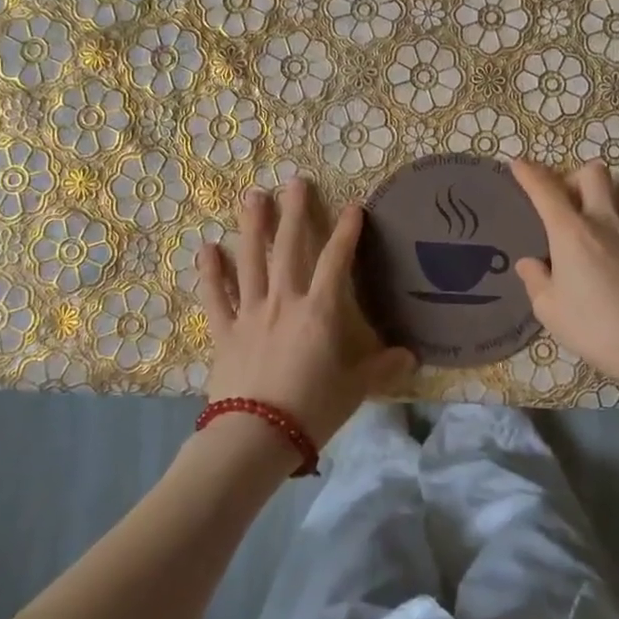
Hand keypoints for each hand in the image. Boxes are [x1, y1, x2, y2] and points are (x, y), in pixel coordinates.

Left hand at [197, 178, 414, 447]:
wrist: (256, 435)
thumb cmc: (312, 409)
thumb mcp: (355, 389)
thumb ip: (382, 368)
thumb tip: (411, 357)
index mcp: (319, 311)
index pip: (336, 261)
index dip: (346, 232)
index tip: (354, 205)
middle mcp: (284, 301)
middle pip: (289, 247)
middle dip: (293, 212)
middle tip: (294, 182)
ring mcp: (250, 313)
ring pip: (250, 260)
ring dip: (252, 226)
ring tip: (253, 197)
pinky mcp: (224, 331)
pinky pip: (215, 296)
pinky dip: (210, 272)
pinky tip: (206, 248)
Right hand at [510, 160, 618, 396]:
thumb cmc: (594, 326)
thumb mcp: (550, 309)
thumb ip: (536, 279)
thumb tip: (532, 263)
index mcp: (572, 231)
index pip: (546, 189)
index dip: (529, 173)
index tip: (517, 164)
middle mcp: (603, 221)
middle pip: (592, 173)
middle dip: (572, 178)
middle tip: (560, 203)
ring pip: (611, 197)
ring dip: (592, 203)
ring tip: (578, 235)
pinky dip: (608, 230)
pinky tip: (602, 260)